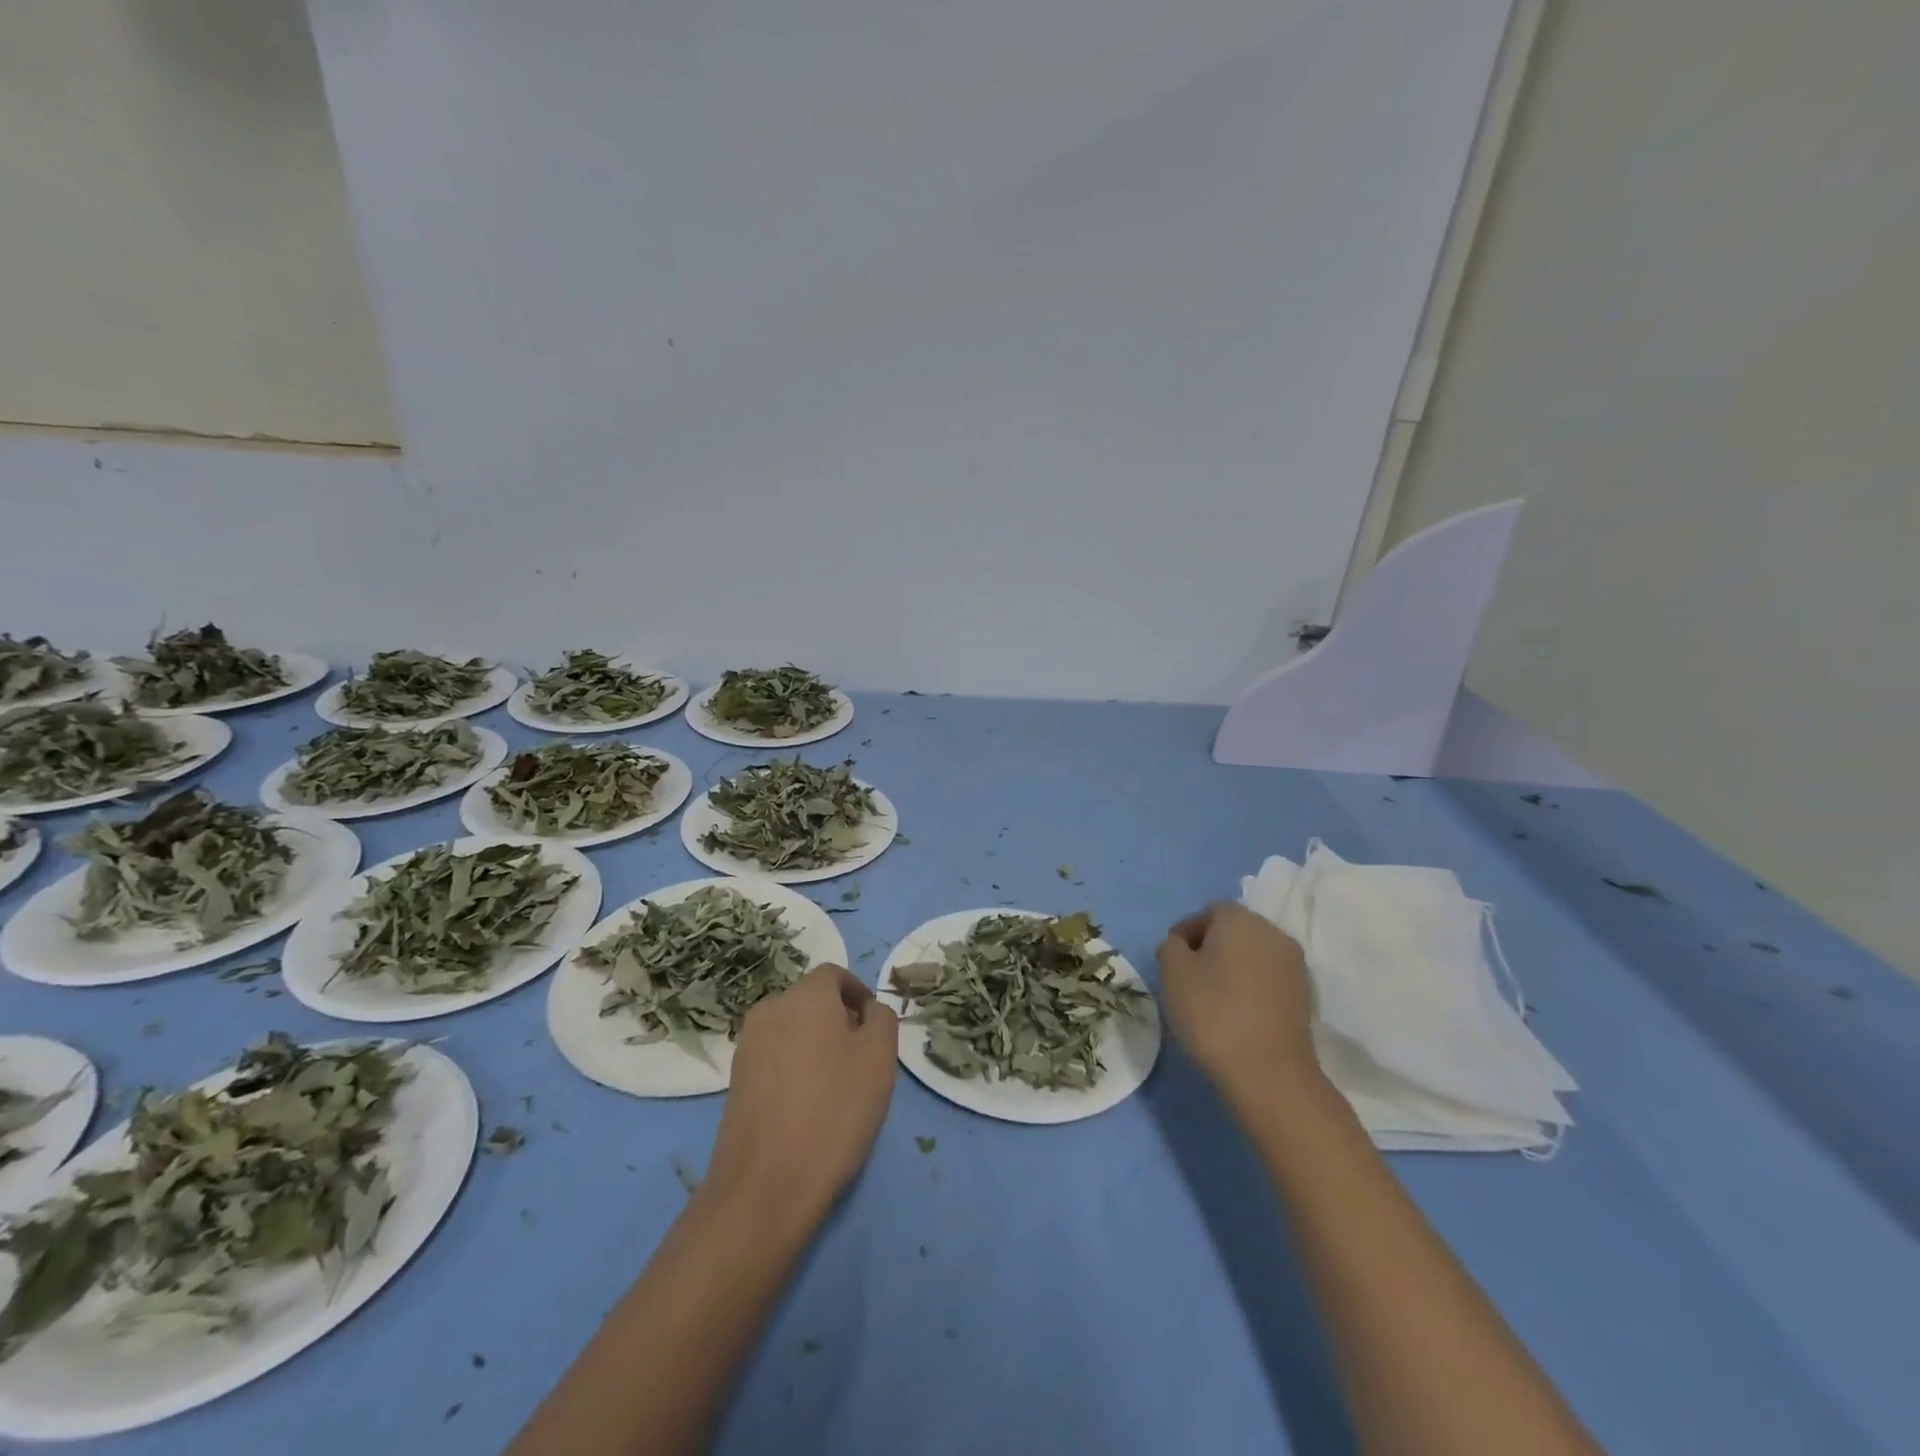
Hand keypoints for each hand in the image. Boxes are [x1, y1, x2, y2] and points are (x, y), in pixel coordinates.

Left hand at [703, 965, 897, 1228]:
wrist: (766, 1184)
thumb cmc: (834, 1110)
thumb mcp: (879, 1059)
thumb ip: (882, 1019)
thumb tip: (868, 1010)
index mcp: (805, 996)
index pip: (834, 974)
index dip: (858, 993)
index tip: (875, 1026)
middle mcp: (770, 1009)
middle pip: (811, 1000)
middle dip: (838, 1018)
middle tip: (860, 1058)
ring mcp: (747, 1045)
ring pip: (791, 1028)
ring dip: (815, 1043)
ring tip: (835, 1085)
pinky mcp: (735, 1079)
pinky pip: (774, 1055)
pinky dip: (793, 1066)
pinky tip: (807, 1104)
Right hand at [1157, 903, 1319, 1106]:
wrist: (1270, 1073)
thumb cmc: (1213, 1013)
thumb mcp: (1173, 973)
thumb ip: (1171, 946)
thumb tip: (1182, 945)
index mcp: (1239, 918)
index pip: (1205, 913)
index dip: (1184, 935)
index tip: (1172, 964)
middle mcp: (1272, 931)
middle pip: (1232, 930)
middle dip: (1210, 949)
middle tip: (1189, 980)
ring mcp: (1294, 964)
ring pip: (1252, 955)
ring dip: (1232, 969)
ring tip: (1213, 1000)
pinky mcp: (1305, 995)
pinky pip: (1269, 979)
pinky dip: (1252, 988)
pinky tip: (1238, 1014)